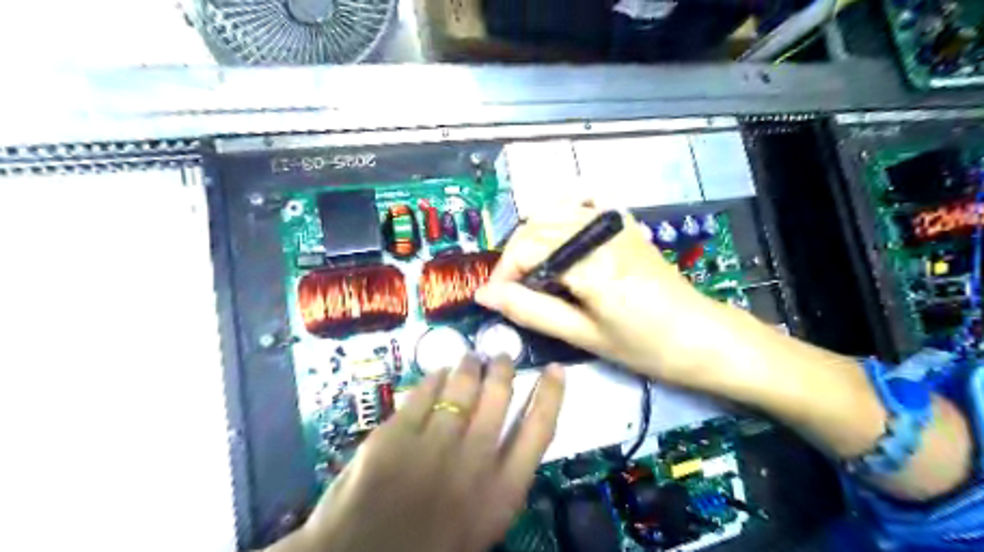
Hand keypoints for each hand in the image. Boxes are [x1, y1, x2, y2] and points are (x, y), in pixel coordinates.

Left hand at [281, 355, 564, 551]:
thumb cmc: (431, 547)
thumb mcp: (481, 522)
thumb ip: (498, 478)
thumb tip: (509, 430)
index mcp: (501, 493)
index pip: (539, 430)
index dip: (551, 395)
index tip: (555, 369)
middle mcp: (473, 463)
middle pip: (498, 398)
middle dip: (503, 370)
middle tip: (502, 357)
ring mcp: (432, 446)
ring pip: (462, 388)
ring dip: (469, 366)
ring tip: (471, 359)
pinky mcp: (394, 435)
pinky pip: (423, 393)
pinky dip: (434, 377)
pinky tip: (438, 372)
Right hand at [476, 207, 738, 387]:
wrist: (700, 336)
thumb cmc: (643, 345)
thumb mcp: (582, 335)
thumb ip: (531, 311)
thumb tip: (486, 295)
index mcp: (591, 262)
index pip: (526, 250)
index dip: (502, 273)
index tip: (495, 298)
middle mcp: (599, 231)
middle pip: (535, 227)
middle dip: (514, 257)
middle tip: (513, 290)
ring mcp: (614, 222)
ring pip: (553, 211)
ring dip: (533, 237)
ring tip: (533, 270)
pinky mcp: (624, 223)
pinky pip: (583, 202)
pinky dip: (562, 213)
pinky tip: (560, 236)